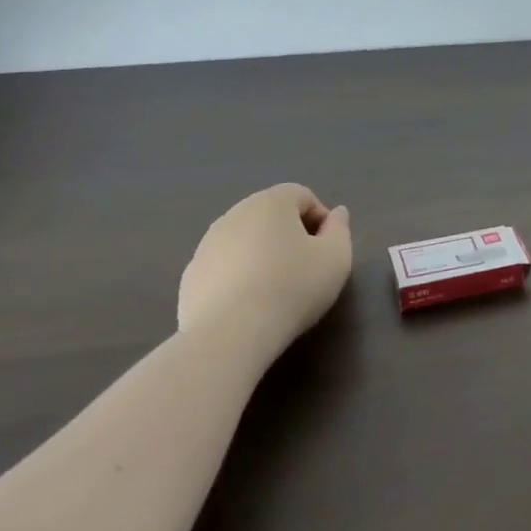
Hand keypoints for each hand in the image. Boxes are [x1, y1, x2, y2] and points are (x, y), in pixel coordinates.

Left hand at [178, 183, 351, 345]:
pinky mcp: (190, 276)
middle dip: (290, 235)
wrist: (229, 334)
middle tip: (305, 268)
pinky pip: (224, 267)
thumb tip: (336, 214)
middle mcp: (235, 214)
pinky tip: (248, 306)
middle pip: (271, 215)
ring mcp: (207, 245)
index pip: (302, 196)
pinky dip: (238, 277)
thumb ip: (340, 230)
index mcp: (271, 202)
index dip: (321, 219)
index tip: (327, 250)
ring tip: (275, 290)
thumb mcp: (336, 258)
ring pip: (244, 240)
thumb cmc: (292, 287)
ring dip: (262, 255)